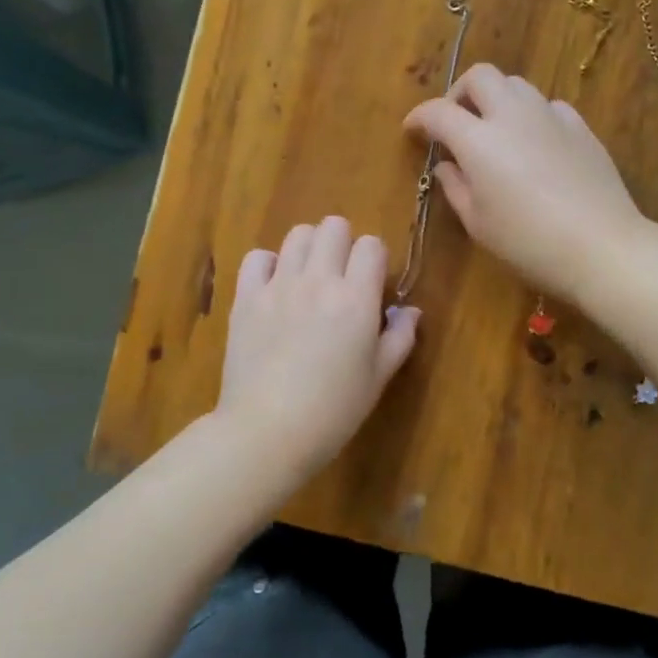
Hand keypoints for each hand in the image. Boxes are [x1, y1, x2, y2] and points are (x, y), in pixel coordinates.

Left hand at [217, 217, 419, 474]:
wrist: (267, 432)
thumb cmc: (333, 411)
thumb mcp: (378, 378)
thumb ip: (399, 338)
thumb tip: (410, 311)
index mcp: (356, 299)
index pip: (371, 245)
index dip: (375, 259)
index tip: (371, 283)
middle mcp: (318, 281)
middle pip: (333, 226)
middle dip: (343, 243)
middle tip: (341, 276)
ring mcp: (278, 285)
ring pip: (297, 234)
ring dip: (309, 248)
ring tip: (308, 277)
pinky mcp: (246, 297)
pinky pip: (256, 257)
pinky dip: (268, 264)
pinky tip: (274, 287)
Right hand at [404, 63, 645, 301]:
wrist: (602, 246)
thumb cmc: (528, 243)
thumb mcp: (478, 223)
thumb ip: (455, 187)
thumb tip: (446, 165)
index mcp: (478, 140)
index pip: (437, 111)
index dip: (418, 117)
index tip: (412, 131)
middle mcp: (512, 115)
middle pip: (480, 76)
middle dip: (459, 92)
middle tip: (455, 122)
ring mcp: (551, 117)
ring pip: (516, 85)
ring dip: (496, 99)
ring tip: (494, 130)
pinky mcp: (581, 128)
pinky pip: (548, 106)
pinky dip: (531, 115)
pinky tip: (534, 143)